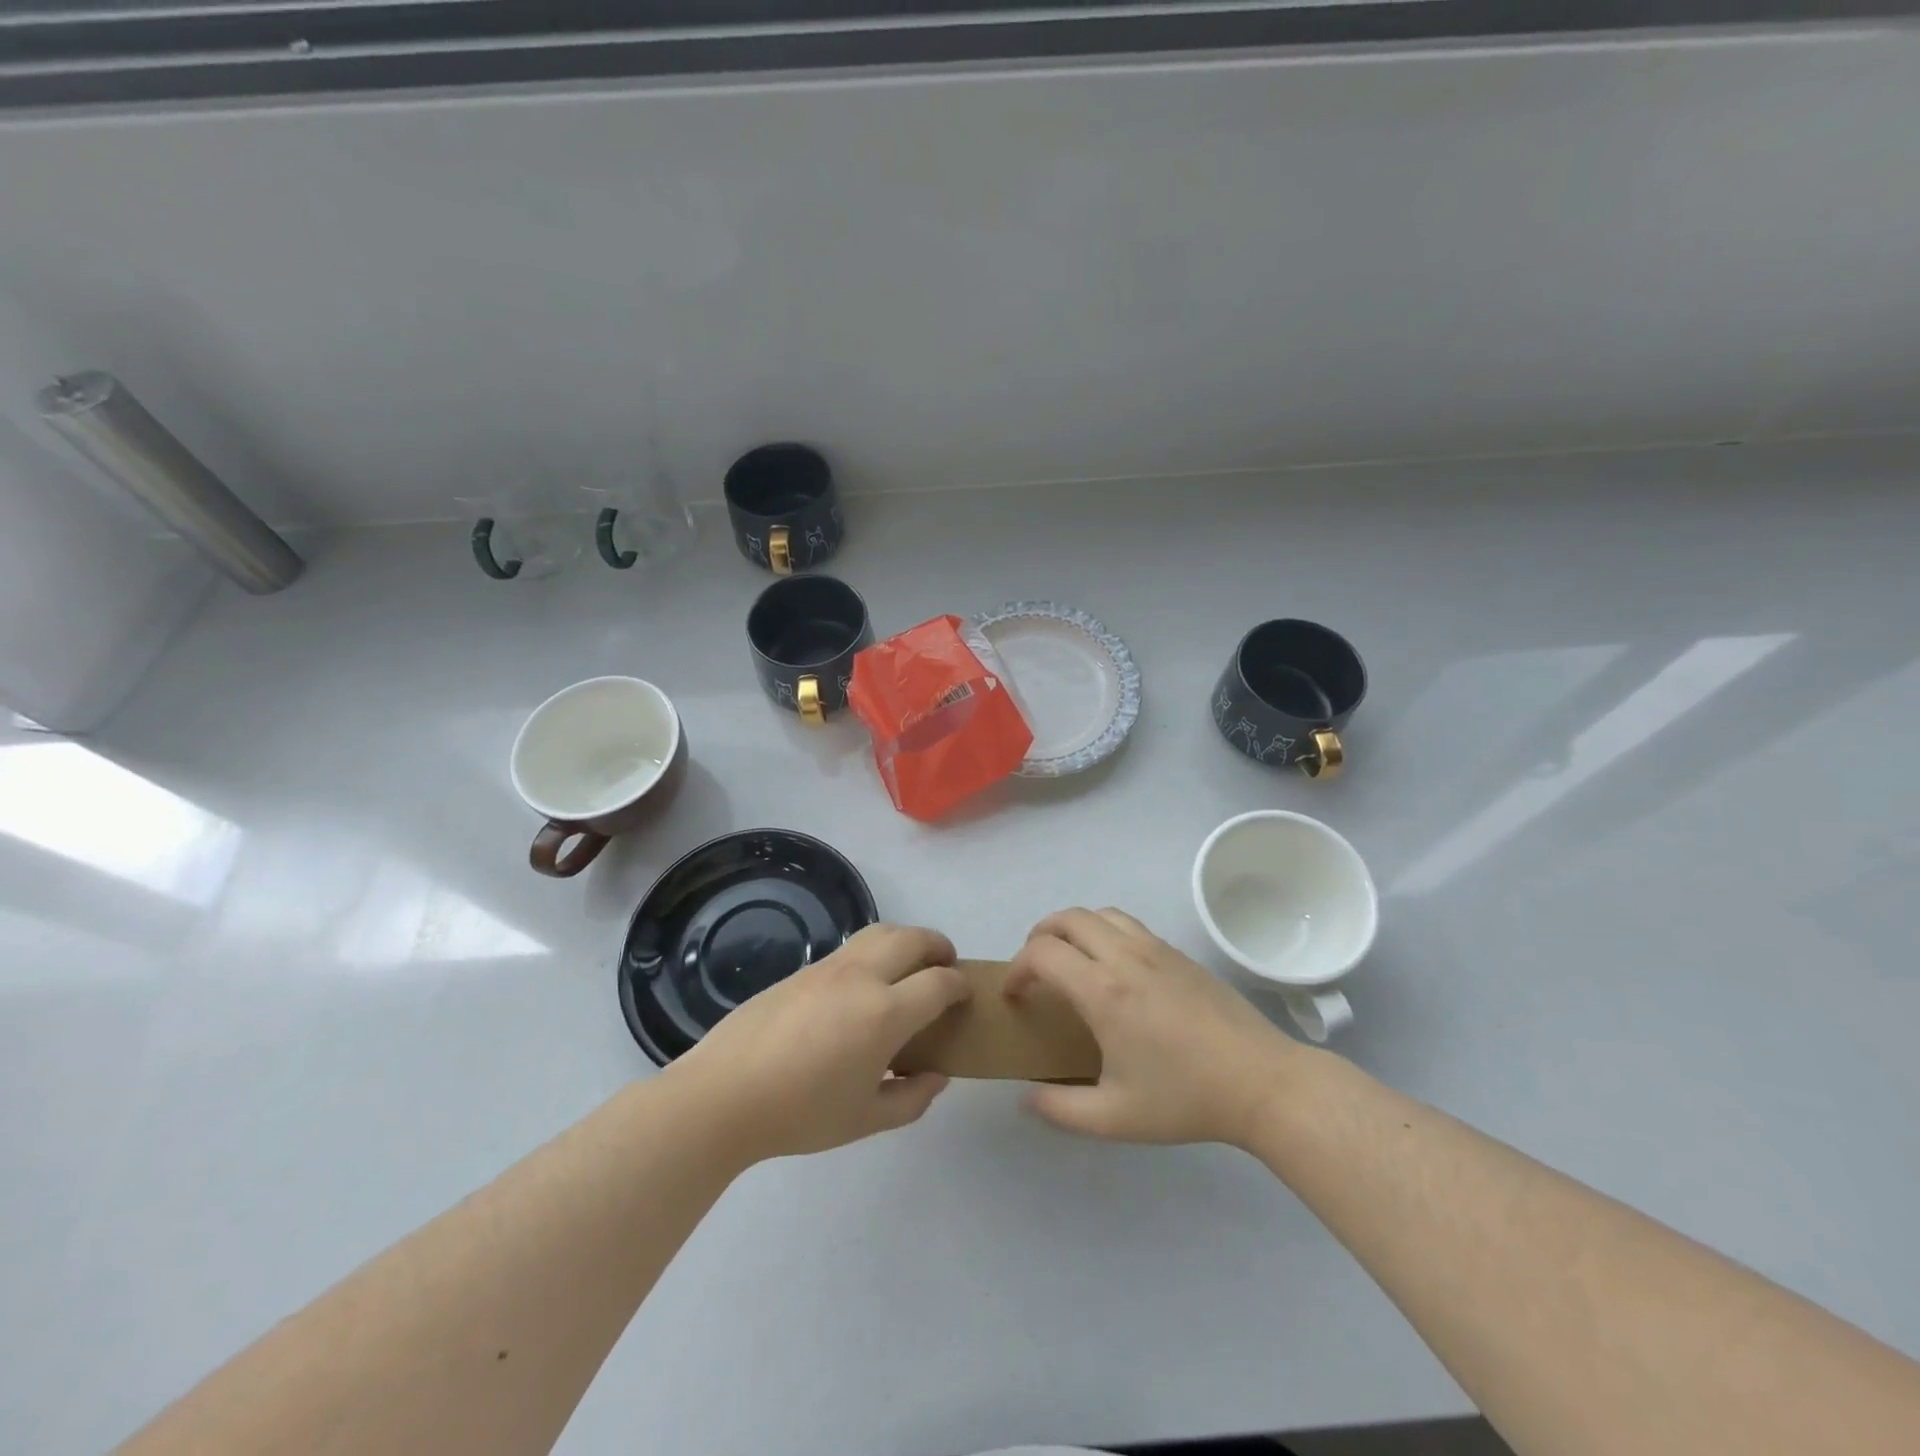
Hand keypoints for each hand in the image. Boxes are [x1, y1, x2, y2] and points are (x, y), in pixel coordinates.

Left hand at [669, 923, 969, 1162]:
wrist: (723, 1095)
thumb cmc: (800, 1114)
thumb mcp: (865, 1119)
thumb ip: (911, 1099)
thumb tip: (936, 1075)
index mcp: (885, 1013)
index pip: (938, 982)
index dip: (958, 984)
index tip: (964, 993)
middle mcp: (862, 977)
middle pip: (913, 938)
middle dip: (938, 946)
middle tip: (946, 964)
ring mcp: (829, 967)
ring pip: (880, 931)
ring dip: (906, 939)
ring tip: (909, 964)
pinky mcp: (802, 968)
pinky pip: (851, 947)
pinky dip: (875, 950)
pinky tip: (865, 983)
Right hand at [1008, 907, 1302, 1147]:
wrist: (1261, 1082)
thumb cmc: (1186, 1099)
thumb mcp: (1116, 1118)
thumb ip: (1062, 1109)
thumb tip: (1026, 1098)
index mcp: (1103, 992)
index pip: (1042, 953)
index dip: (1016, 968)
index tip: (1014, 995)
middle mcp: (1124, 957)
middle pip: (1066, 918)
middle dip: (1038, 936)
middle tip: (1033, 969)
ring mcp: (1154, 949)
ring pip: (1099, 913)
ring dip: (1072, 928)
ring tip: (1068, 959)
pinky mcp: (1177, 952)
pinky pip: (1127, 923)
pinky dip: (1103, 930)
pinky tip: (1111, 966)